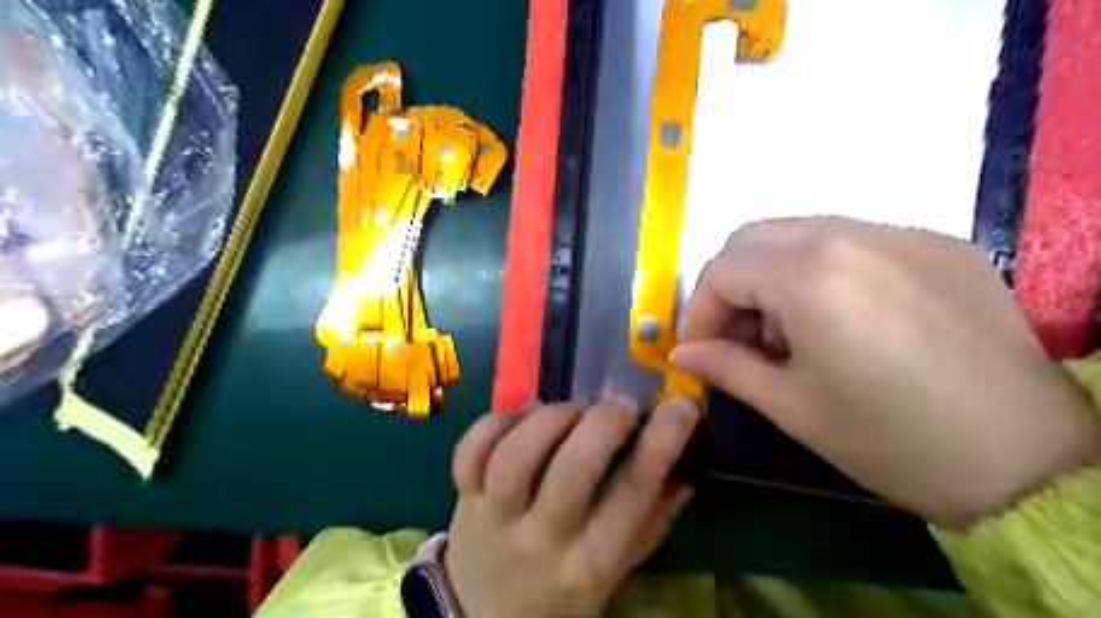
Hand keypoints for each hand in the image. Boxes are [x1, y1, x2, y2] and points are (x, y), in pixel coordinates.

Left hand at [445, 399, 695, 615]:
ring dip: (552, 419)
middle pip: (569, 473)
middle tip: (619, 408)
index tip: (681, 406)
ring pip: (515, 456)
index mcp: (590, 564)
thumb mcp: (618, 568)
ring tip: (573, 408)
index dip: (660, 444)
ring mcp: (496, 518)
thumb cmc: (563, 591)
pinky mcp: (464, 499)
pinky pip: (470, 452)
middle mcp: (541, 541)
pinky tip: (526, 412)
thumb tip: (688, 466)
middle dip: (601, 425)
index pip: (631, 497)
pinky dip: (498, 420)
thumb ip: (653, 519)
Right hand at [672, 216, 1100, 528]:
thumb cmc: (892, 441)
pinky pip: (853, 240)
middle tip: (740, 336)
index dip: (700, 311)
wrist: (1031, 462)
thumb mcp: (792, 407)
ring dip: (774, 275)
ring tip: (791, 332)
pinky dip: (822, 270)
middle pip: (755, 236)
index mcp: (812, 277)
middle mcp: (853, 236)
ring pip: (801, 232)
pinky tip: (842, 320)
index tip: (700, 350)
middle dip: (732, 284)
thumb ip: (726, 368)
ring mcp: (902, 233)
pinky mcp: (938, 244)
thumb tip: (682, 355)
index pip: (723, 269)